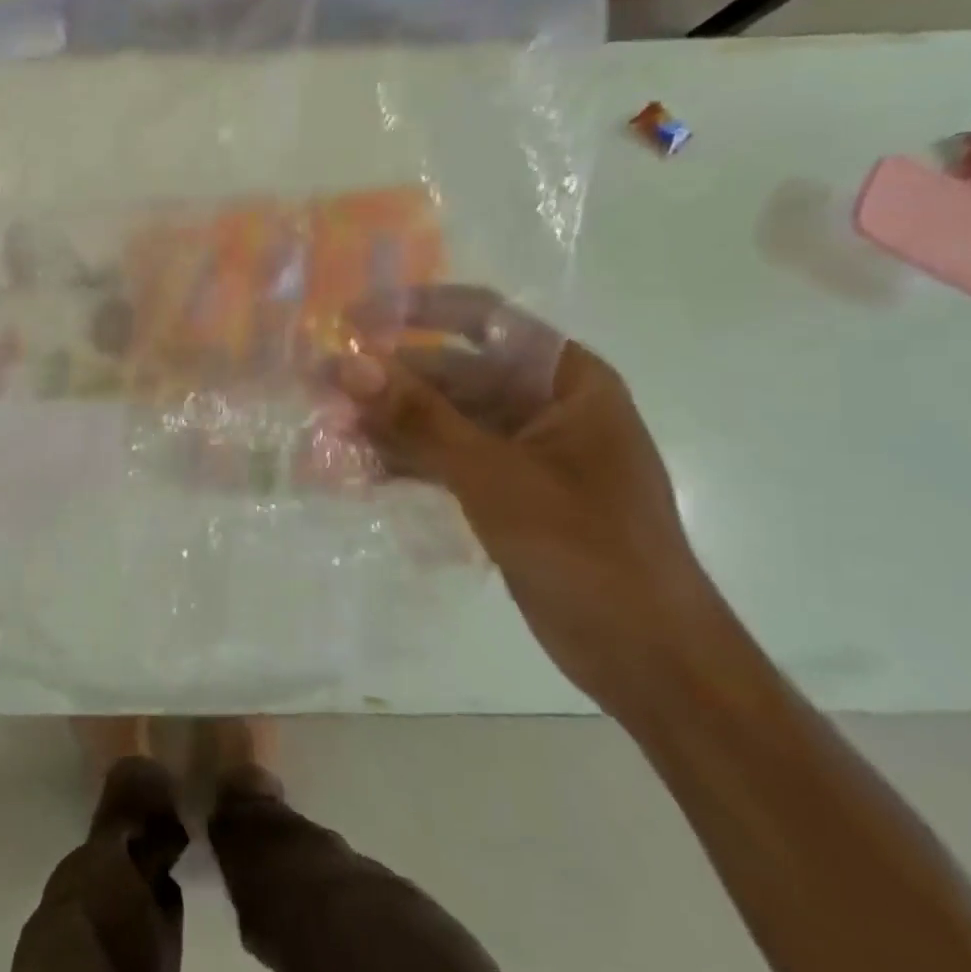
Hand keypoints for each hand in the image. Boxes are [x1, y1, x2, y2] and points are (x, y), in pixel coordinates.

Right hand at [337, 286, 723, 715]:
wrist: (649, 660)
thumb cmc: (587, 550)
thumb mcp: (494, 475)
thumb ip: (418, 417)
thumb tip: (348, 364)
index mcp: (565, 380)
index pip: (482, 320)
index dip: (415, 311)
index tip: (353, 319)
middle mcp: (542, 404)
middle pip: (452, 372)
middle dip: (387, 379)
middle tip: (321, 385)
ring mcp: (521, 450)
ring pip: (441, 418)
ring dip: (388, 423)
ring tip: (328, 430)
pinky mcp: (504, 490)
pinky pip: (444, 458)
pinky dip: (404, 461)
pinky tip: (356, 469)